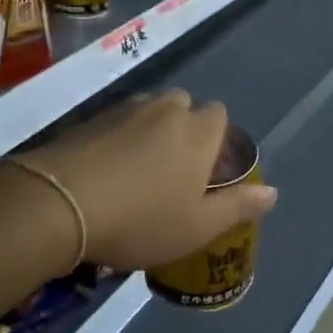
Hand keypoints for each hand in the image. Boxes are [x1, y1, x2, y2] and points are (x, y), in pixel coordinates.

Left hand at [17, 90, 276, 271]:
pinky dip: (117, 138)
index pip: (220, 115)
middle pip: (184, 104)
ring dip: (149, 130)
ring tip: (137, 170)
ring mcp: (123, 110)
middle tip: (172, 170)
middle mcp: (165, 110)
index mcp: (197, 132)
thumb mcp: (197, 227)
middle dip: (183, 127)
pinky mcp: (88, 119)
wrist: (59, 203)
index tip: (207, 171)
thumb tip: (272, 192)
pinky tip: (105, 170)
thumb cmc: (141, 220)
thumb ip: (237, 207)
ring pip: (148, 111)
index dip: (217, 139)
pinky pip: (115, 121)